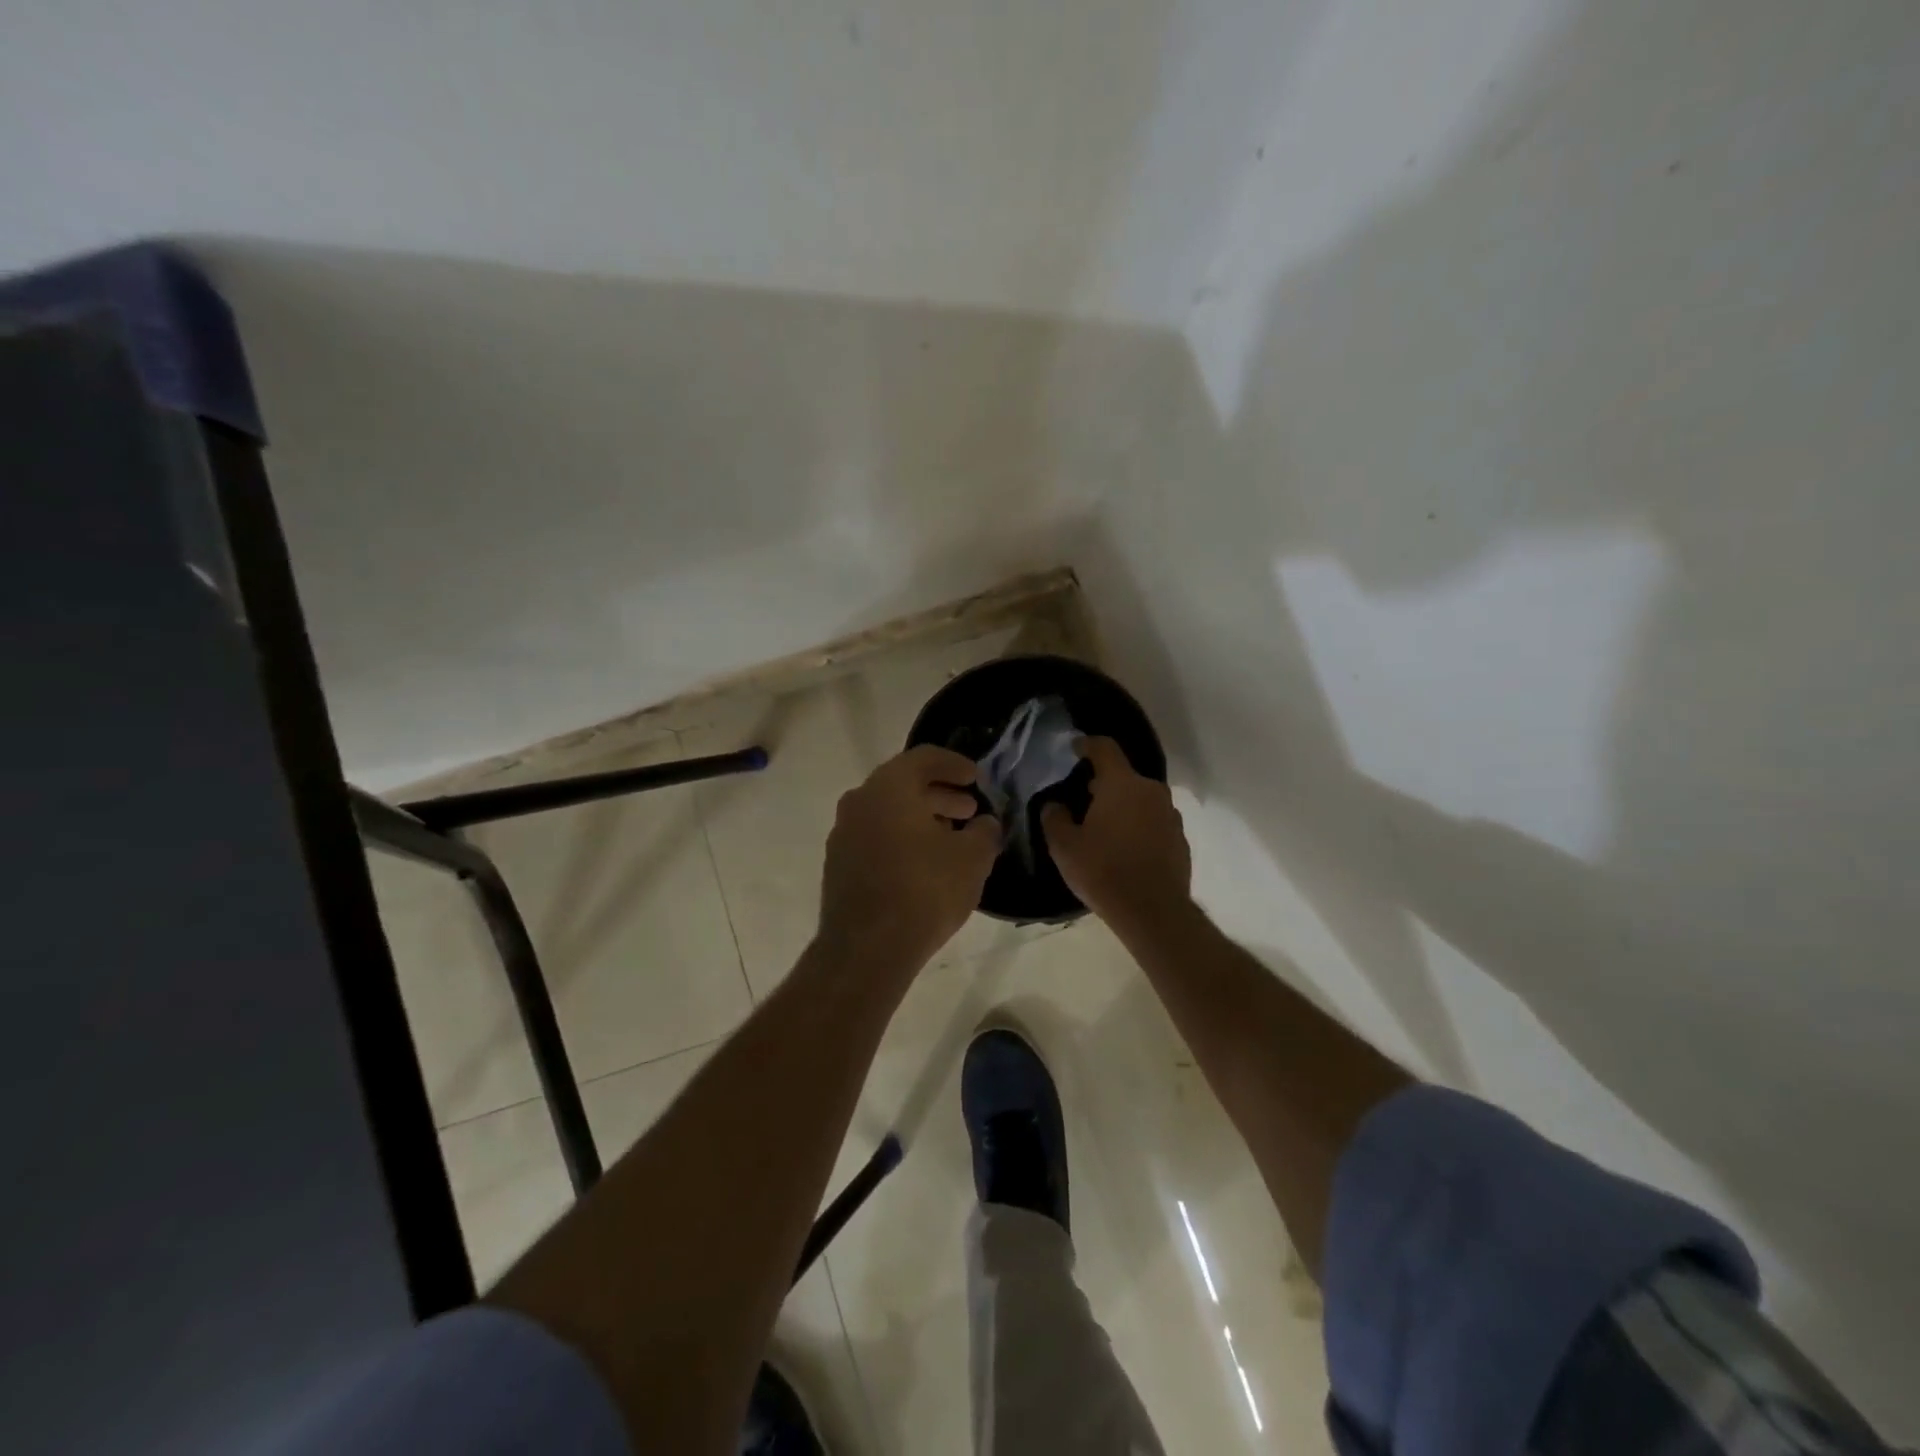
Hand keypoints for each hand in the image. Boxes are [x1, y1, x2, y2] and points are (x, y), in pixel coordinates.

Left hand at [819, 745, 1000, 970]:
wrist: (866, 948)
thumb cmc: (924, 891)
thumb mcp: (972, 858)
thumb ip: (985, 832)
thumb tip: (985, 824)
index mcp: (889, 787)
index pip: (924, 757)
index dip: (954, 764)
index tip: (975, 777)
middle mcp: (859, 801)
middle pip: (903, 783)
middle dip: (940, 793)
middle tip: (969, 809)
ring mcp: (843, 833)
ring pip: (887, 811)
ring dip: (921, 817)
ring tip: (952, 837)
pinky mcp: (838, 864)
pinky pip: (875, 836)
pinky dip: (901, 838)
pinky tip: (924, 862)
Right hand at [1041, 737, 1191, 931]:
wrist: (1153, 912)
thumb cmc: (1103, 871)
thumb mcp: (1064, 847)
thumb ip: (1054, 818)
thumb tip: (1054, 804)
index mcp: (1121, 784)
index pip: (1104, 748)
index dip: (1087, 745)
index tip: (1074, 749)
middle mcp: (1150, 790)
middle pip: (1124, 775)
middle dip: (1103, 782)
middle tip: (1082, 798)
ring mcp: (1170, 814)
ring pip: (1141, 799)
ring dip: (1123, 805)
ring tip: (1104, 826)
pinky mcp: (1180, 838)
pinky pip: (1154, 821)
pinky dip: (1139, 826)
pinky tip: (1125, 848)